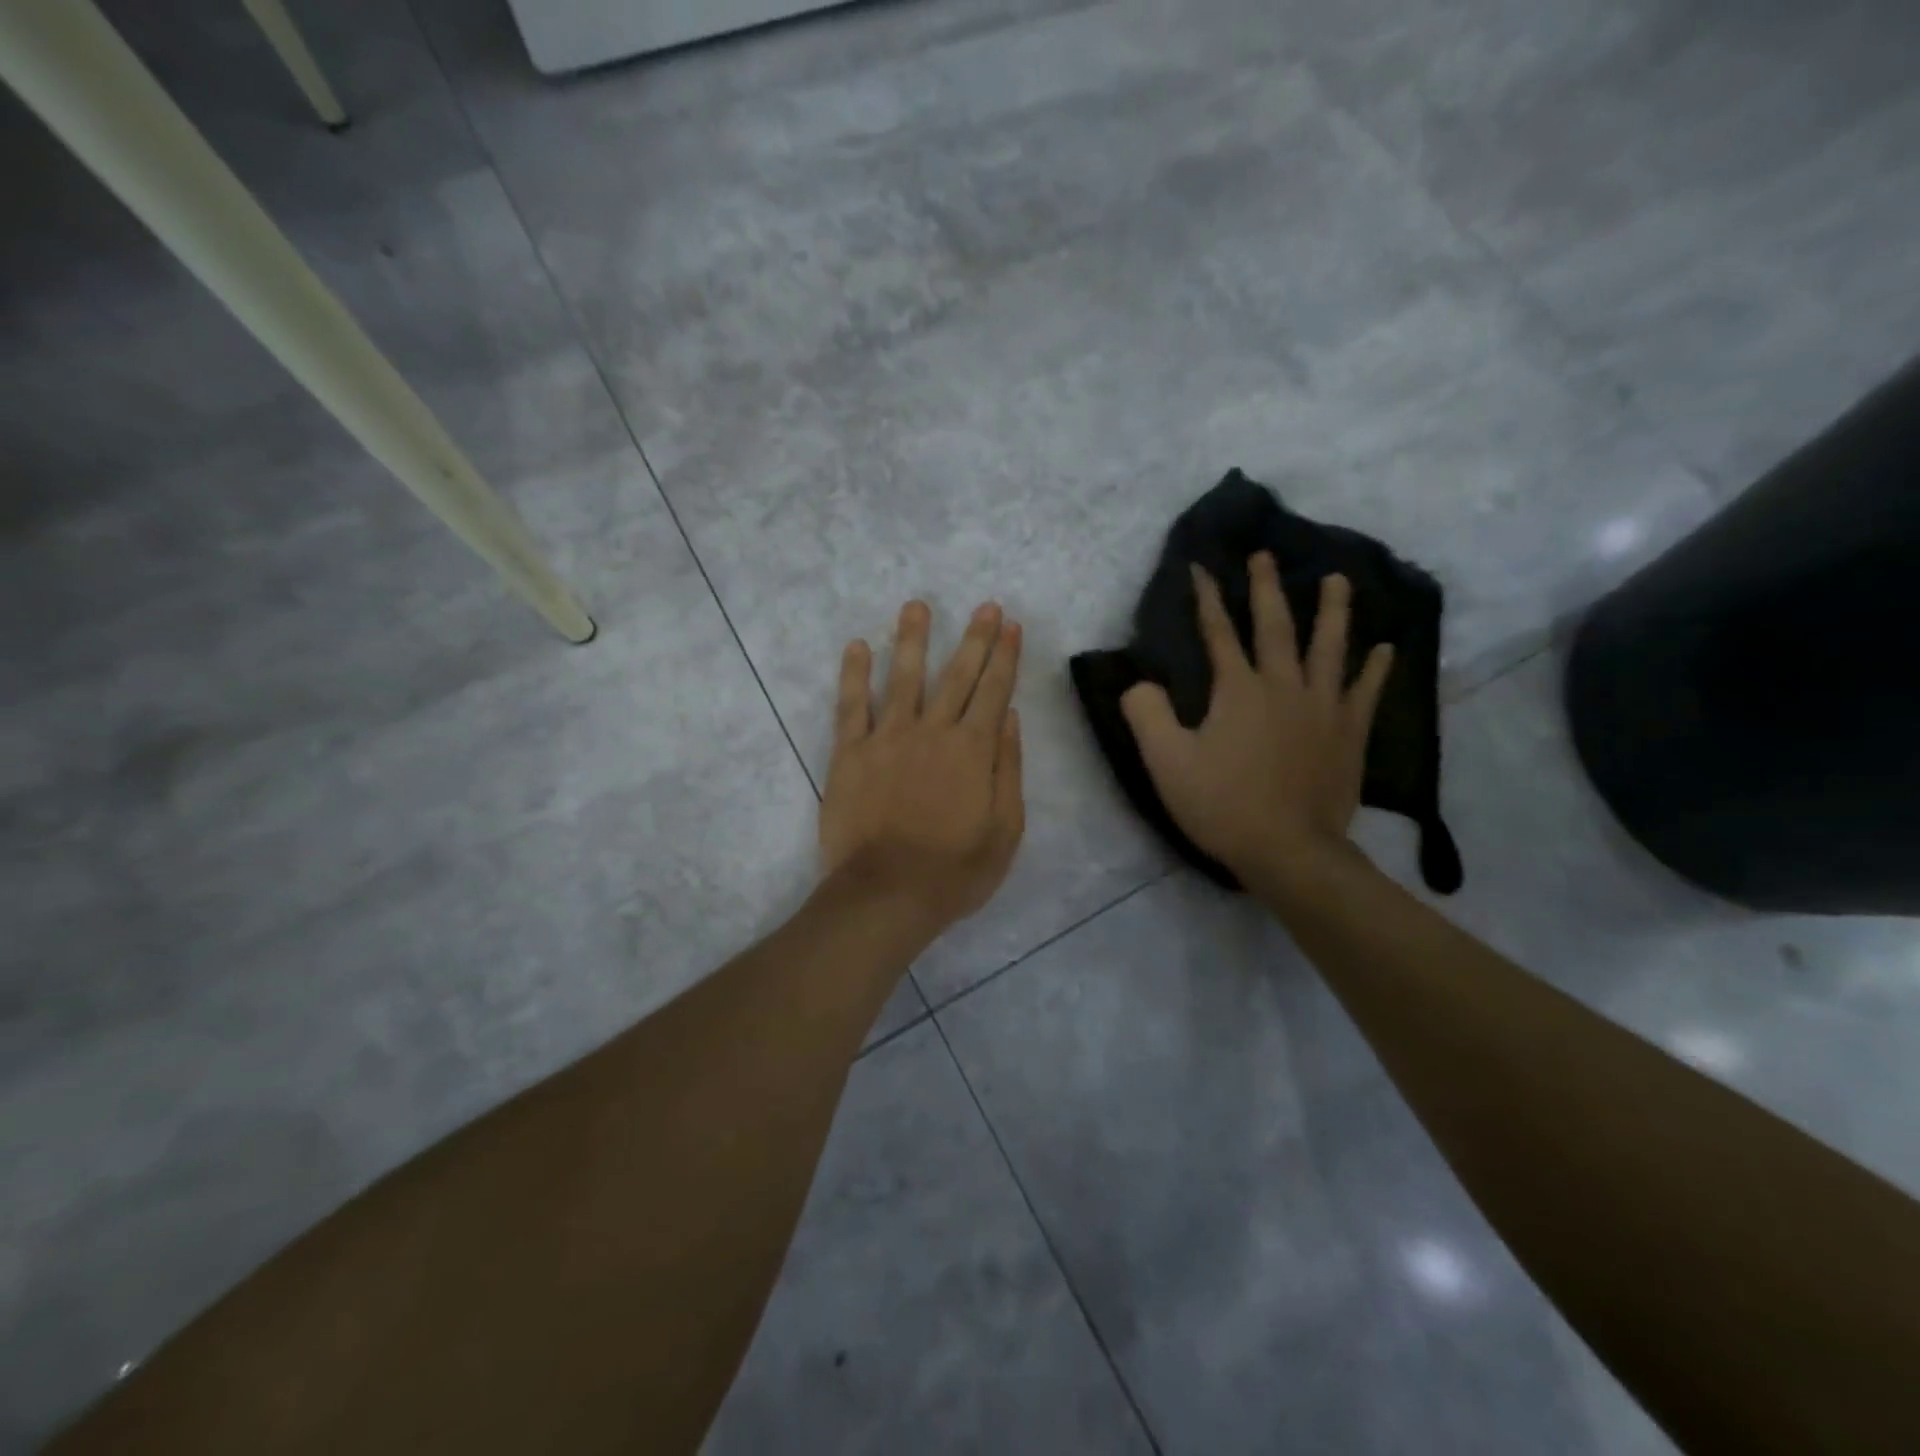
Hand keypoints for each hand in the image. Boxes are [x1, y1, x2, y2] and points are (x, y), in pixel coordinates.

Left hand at [820, 600, 1024, 938]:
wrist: (886, 893)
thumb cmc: (955, 870)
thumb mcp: (1005, 829)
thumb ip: (1008, 768)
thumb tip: (1009, 717)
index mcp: (973, 749)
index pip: (995, 690)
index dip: (1006, 656)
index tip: (1012, 626)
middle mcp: (932, 731)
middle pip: (956, 675)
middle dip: (974, 638)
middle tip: (985, 606)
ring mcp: (887, 738)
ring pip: (903, 678)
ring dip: (912, 640)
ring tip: (916, 606)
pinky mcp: (850, 753)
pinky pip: (851, 706)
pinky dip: (854, 675)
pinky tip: (858, 647)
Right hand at [1120, 557, 1392, 886]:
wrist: (1288, 850)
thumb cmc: (1222, 804)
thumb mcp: (1166, 762)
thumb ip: (1146, 714)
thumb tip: (1139, 683)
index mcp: (1238, 690)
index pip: (1218, 633)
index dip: (1207, 598)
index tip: (1201, 567)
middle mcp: (1284, 686)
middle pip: (1276, 627)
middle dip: (1266, 589)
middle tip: (1265, 555)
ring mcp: (1323, 708)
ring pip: (1330, 648)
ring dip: (1332, 611)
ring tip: (1337, 580)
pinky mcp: (1349, 734)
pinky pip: (1366, 692)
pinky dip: (1376, 669)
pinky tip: (1386, 648)